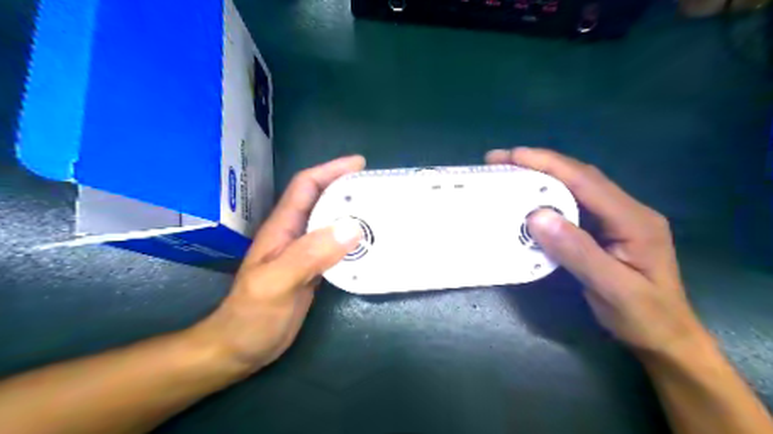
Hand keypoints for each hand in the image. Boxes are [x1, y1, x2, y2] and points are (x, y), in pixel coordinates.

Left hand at [190, 154, 366, 372]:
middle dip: (349, 189)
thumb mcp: (276, 282)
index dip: (331, 170)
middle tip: (379, 189)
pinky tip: (371, 246)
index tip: (360, 163)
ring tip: (382, 213)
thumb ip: (310, 254)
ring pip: (332, 224)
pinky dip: (355, 242)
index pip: (306, 186)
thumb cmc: (251, 316)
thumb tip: (352, 227)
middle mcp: (295, 235)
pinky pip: (338, 248)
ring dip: (355, 215)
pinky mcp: (313, 271)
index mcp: (283, 228)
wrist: (240, 348)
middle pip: (323, 201)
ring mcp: (305, 253)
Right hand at [484, 148, 708, 356]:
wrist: (665, 337)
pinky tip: (528, 197)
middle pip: (579, 176)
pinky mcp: (603, 228)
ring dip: (541, 176)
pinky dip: (547, 196)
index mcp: (634, 220)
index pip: (586, 182)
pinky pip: (572, 204)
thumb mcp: (612, 288)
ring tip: (509, 171)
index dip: (549, 165)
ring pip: (575, 186)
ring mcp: (615, 218)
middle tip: (501, 160)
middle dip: (540, 163)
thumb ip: (577, 251)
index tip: (514, 156)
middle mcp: (626, 210)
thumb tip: (537, 216)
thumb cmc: (643, 317)